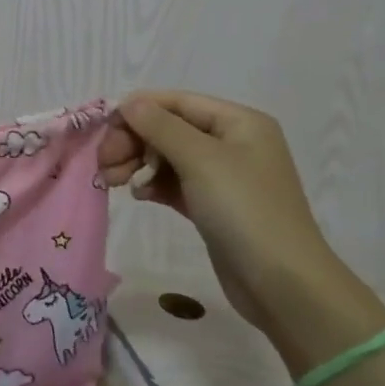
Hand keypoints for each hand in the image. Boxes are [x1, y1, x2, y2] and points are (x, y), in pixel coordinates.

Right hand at [97, 91, 362, 336]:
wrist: (282, 283)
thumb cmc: (244, 210)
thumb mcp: (200, 160)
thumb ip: (160, 126)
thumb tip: (128, 102)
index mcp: (238, 122)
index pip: (177, 102)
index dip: (138, 110)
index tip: (102, 129)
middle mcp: (232, 143)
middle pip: (170, 129)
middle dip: (134, 141)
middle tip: (103, 162)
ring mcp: (223, 176)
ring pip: (168, 157)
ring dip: (138, 164)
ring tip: (111, 181)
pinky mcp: (213, 206)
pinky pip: (175, 184)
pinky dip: (153, 185)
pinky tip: (137, 195)